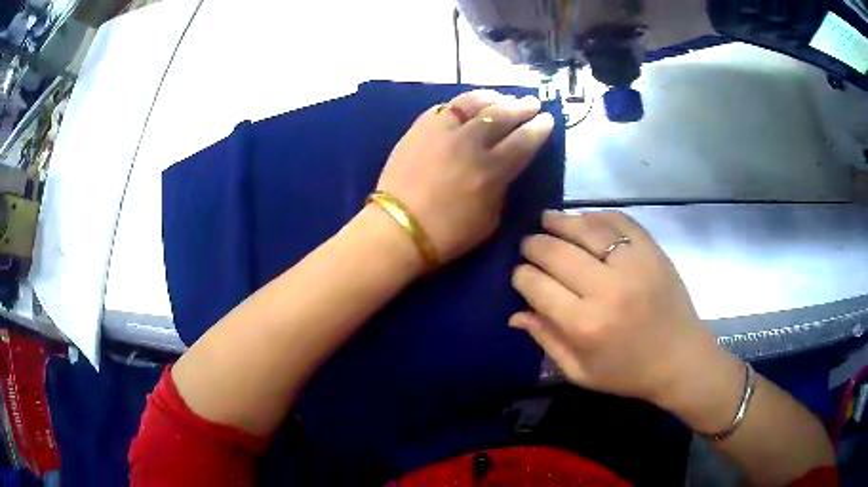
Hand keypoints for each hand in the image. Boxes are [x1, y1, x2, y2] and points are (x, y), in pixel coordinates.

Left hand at [376, 90, 553, 262]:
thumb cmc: (447, 234)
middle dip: (521, 106)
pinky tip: (468, 106)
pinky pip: (445, 107)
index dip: (539, 128)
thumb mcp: (490, 219)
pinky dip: (462, 104)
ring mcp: (441, 131)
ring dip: (493, 97)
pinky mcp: (419, 128)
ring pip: (472, 102)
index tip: (548, 119)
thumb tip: (502, 168)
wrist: (397, 229)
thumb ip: (501, 187)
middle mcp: (469, 142)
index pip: (524, 140)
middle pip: (502, 114)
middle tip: (531, 103)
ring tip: (502, 98)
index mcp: (491, 170)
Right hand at [510, 210, 731, 408]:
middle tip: (529, 245)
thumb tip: (515, 312)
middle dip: (534, 245)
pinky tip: (584, 219)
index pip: (536, 285)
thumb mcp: (580, 372)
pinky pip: (619, 222)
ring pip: (586, 229)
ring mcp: (633, 264)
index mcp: (584, 324)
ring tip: (546, 218)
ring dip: (560, 221)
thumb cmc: (627, 373)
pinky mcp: (652, 251)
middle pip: (556, 252)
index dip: (521, 276)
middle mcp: (606, 288)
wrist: (680, 359)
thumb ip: (546, 340)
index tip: (520, 275)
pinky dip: (597, 216)